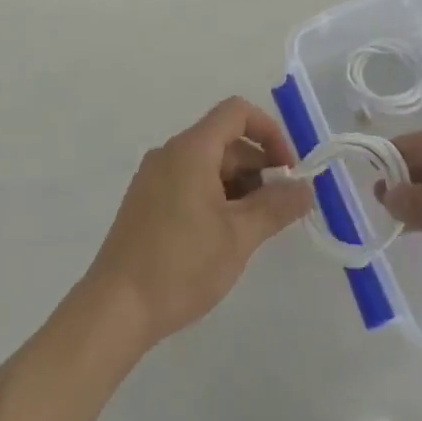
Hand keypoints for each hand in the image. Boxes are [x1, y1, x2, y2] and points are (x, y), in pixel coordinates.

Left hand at [83, 97, 312, 349]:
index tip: (289, 171)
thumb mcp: (238, 237)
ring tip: (252, 230)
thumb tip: (306, 187)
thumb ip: (276, 206)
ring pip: (208, 164)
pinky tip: (222, 238)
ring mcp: (154, 176)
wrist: (115, 308)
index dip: (269, 132)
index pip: (236, 112)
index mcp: (191, 148)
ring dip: (238, 186)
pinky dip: (215, 197)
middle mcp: (170, 152)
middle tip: (278, 211)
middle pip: (224, 140)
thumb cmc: (181, 265)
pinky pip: (189, 182)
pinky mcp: (146, 201)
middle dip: (258, 167)